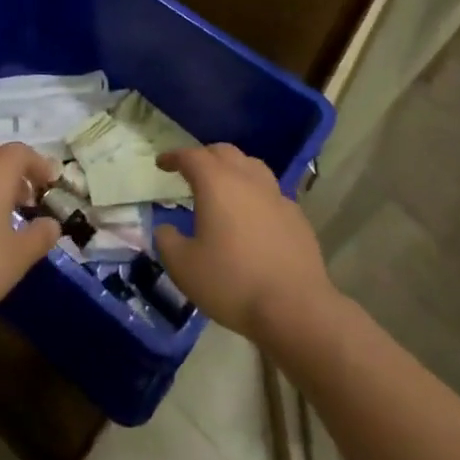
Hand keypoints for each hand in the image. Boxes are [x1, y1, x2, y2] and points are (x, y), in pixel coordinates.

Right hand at [153, 144, 337, 346]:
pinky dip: (255, 194)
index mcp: (216, 183)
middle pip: (224, 152)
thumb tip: (166, 229)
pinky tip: (253, 217)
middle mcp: (247, 179)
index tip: (162, 164)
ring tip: (224, 187)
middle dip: (204, 157)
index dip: (174, 157)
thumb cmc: (231, 282)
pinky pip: (271, 193)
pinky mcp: (296, 216)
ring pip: (252, 166)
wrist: (294, 307)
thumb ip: (167, 241)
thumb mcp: (184, 267)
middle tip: (191, 172)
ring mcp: (276, 195)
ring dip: (233, 169)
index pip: (191, 156)